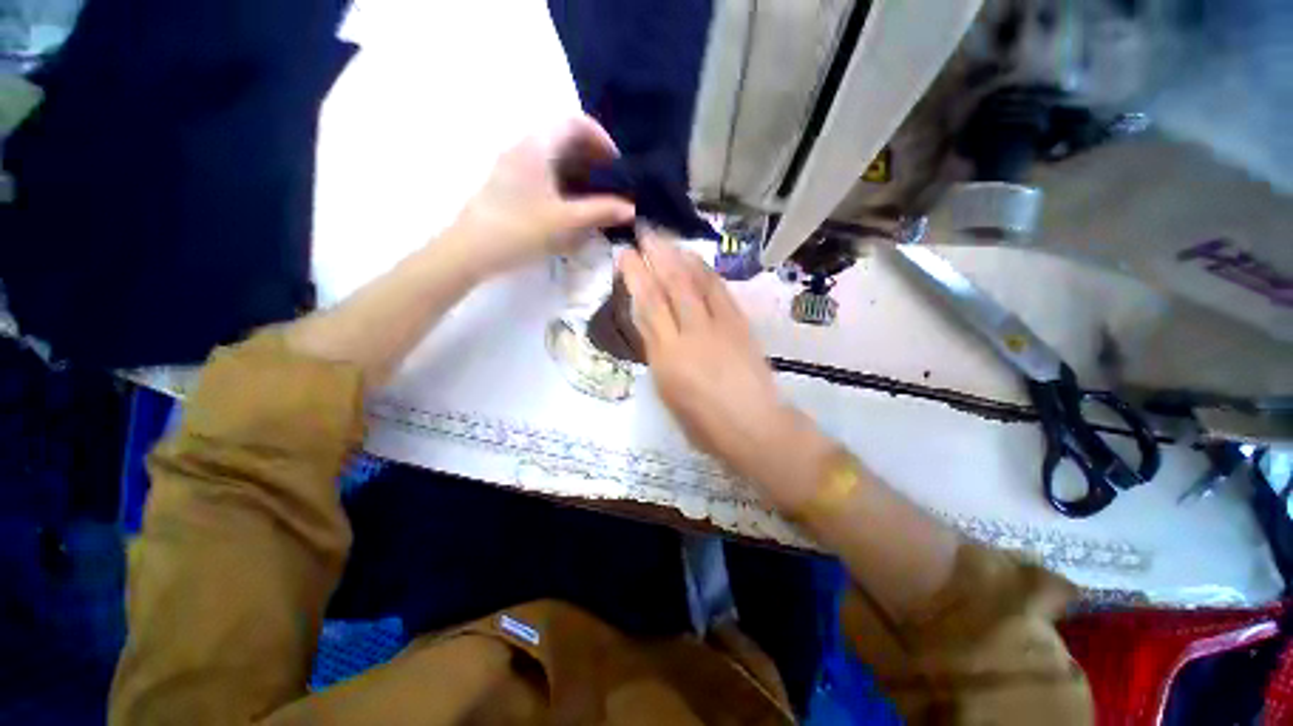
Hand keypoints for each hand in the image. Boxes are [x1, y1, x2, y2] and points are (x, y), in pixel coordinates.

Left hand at [452, 115, 635, 279]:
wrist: (471, 250)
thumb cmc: (520, 230)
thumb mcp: (566, 222)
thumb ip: (601, 212)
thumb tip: (631, 209)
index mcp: (538, 145)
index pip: (576, 122)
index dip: (602, 139)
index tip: (618, 165)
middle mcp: (525, 147)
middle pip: (565, 137)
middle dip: (593, 157)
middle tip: (612, 183)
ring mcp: (514, 164)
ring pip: (554, 156)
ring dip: (579, 171)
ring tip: (598, 196)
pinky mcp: (510, 183)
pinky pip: (544, 171)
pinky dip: (564, 181)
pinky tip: (573, 205)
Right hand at [619, 232, 833, 505]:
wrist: (754, 427)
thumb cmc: (704, 424)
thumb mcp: (668, 394)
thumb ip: (657, 355)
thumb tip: (652, 325)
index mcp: (667, 358)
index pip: (648, 306)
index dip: (635, 276)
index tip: (625, 255)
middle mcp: (690, 335)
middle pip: (670, 286)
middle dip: (655, 255)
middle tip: (644, 232)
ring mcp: (718, 327)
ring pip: (695, 282)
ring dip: (679, 256)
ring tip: (667, 239)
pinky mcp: (740, 325)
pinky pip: (719, 291)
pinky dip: (705, 272)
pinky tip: (696, 261)